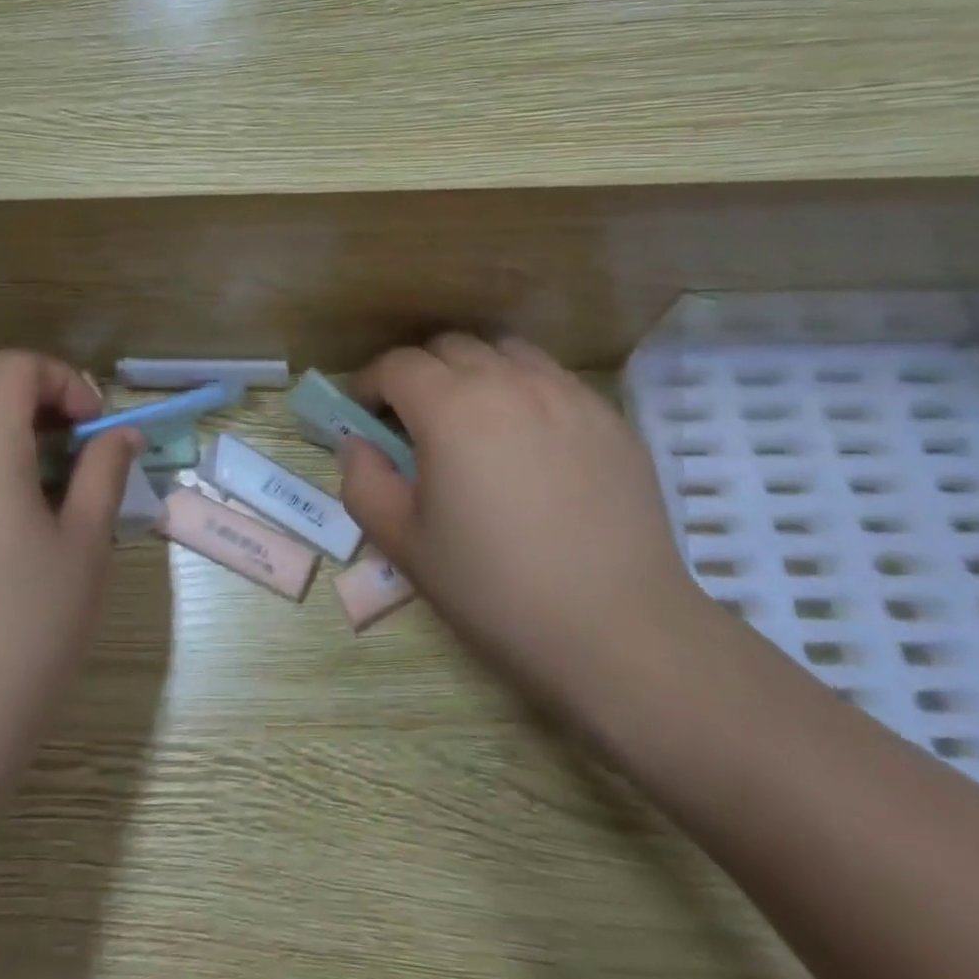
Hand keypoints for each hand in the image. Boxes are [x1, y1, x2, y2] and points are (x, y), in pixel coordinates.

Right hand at [337, 334, 711, 716]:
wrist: (619, 631)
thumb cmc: (497, 591)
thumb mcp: (406, 545)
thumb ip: (365, 483)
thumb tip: (359, 444)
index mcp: (452, 409)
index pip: (397, 365)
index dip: (371, 383)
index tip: (366, 414)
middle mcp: (509, 382)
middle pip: (450, 346)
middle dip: (420, 373)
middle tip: (416, 421)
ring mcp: (567, 393)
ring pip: (506, 352)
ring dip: (476, 371)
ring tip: (476, 420)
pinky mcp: (608, 416)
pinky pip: (554, 378)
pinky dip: (525, 389)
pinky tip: (532, 440)